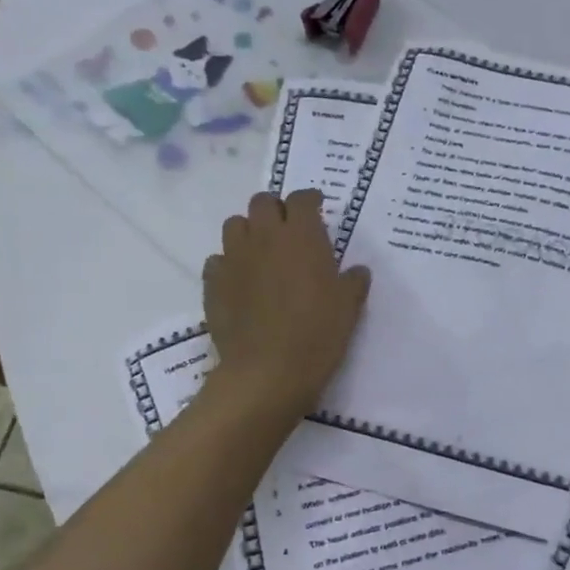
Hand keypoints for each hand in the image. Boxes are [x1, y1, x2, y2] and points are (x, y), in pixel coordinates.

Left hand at [202, 190, 370, 423]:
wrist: (268, 371)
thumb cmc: (318, 333)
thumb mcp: (349, 307)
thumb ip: (353, 282)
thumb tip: (356, 271)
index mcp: (301, 235)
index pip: (302, 199)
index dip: (310, 200)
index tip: (317, 209)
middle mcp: (264, 237)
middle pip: (262, 202)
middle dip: (276, 209)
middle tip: (289, 230)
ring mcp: (234, 258)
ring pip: (235, 225)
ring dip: (250, 231)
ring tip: (263, 253)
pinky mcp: (213, 283)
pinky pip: (218, 260)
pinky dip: (230, 264)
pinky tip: (242, 282)